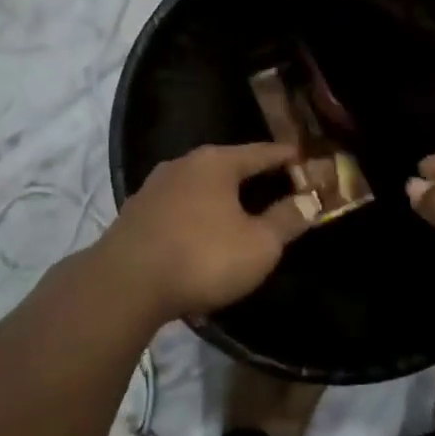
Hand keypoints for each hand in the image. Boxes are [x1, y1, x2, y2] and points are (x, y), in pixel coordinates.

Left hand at [96, 143, 311, 322]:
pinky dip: (196, 213)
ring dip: (220, 197)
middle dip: (251, 176)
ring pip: (199, 185)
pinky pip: (178, 205)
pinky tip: (200, 231)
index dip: (286, 157)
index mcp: (217, 162)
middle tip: (275, 186)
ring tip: (238, 210)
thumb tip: (309, 200)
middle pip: (227, 165)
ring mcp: (155, 186)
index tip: (304, 158)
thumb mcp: (258, 245)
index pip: (261, 152)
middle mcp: (184, 163)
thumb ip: (286, 220)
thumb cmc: (202, 256)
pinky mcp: (136, 213)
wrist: (125, 283)